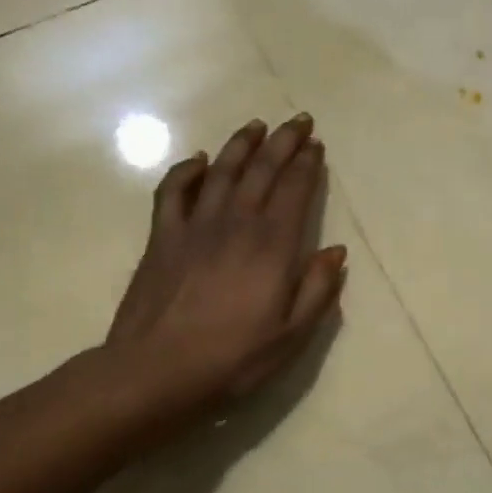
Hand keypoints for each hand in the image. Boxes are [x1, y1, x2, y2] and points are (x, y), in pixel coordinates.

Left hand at [106, 113, 346, 417]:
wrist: (156, 371)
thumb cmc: (231, 360)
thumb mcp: (291, 336)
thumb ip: (318, 290)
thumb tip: (336, 252)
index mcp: (272, 246)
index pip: (294, 190)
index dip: (307, 164)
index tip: (316, 145)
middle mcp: (236, 224)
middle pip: (262, 170)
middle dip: (283, 142)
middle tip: (297, 121)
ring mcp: (195, 226)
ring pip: (222, 171)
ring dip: (241, 144)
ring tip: (256, 126)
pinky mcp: (162, 236)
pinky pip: (173, 191)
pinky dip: (187, 170)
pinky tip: (199, 161)